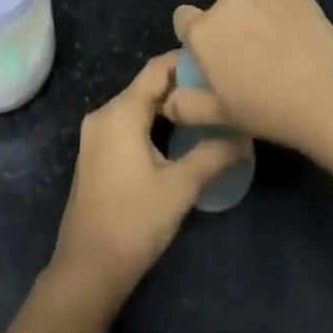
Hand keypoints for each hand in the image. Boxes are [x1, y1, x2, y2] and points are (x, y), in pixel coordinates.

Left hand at [49, 53, 249, 301]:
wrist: (87, 271)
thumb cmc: (134, 222)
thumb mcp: (180, 188)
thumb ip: (213, 156)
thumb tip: (245, 137)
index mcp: (120, 111)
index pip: (157, 69)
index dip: (186, 62)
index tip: (216, 63)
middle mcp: (104, 114)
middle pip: (147, 86)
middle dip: (181, 85)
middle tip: (217, 89)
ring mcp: (97, 135)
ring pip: (138, 106)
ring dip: (168, 105)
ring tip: (204, 110)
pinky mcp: (97, 154)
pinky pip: (128, 123)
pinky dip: (153, 122)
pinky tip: (178, 136)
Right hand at [169, 0, 332, 154]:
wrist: (330, 96)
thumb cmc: (267, 111)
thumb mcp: (220, 117)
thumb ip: (186, 106)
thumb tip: (170, 100)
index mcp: (204, 31)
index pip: (183, 18)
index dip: (194, 38)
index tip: (211, 60)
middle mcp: (228, 3)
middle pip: (220, 13)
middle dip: (229, 32)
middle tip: (250, 65)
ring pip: (251, 7)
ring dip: (257, 23)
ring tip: (281, 56)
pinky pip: (280, 4)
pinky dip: (284, 19)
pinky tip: (301, 45)